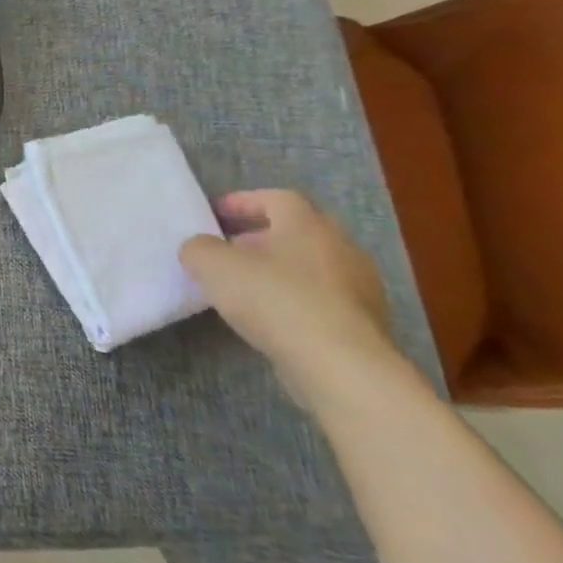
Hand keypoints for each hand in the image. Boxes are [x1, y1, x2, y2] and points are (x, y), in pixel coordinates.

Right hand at [180, 189, 407, 407]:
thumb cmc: (274, 299)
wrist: (340, 364)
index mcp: (307, 225)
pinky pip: (322, 297)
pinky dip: (295, 298)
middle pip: (297, 231)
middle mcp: (340, 247)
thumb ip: (198, 248)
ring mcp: (359, 286)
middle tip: (228, 249)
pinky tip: (271, 316)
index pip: (276, 198)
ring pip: (311, 265)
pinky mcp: (363, 321)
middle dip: (260, 237)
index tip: (214, 214)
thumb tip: (200, 248)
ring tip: (244, 287)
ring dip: (278, 269)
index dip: (243, 202)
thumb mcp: (213, 266)